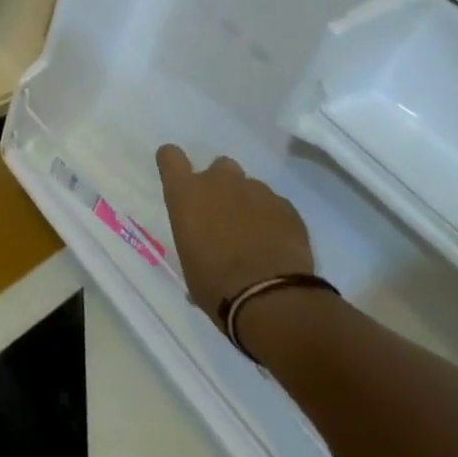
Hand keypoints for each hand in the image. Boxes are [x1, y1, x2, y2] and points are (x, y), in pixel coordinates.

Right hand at [156, 144, 314, 320]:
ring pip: (250, 186)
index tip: (179, 178)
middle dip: (222, 186)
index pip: (170, 156)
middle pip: (219, 167)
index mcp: (186, 193)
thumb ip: (194, 238)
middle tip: (225, 216)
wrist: (269, 299)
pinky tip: (277, 246)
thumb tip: (202, 250)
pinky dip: (274, 220)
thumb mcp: (189, 261)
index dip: (174, 164)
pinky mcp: (286, 206)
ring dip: (249, 204)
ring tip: (256, 237)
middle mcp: (219, 182)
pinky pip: (276, 205)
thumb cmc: (215, 284)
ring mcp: (256, 190)